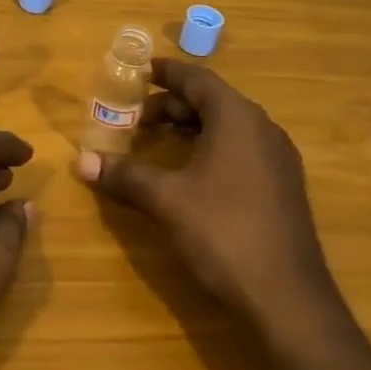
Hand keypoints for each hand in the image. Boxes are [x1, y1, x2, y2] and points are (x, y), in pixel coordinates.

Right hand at [73, 58, 341, 337]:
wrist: (288, 299)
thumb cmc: (224, 233)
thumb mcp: (166, 201)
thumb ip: (125, 175)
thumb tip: (82, 161)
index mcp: (238, 119)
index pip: (198, 79)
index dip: (167, 72)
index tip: (139, 70)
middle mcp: (262, 129)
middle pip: (212, 101)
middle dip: (172, 105)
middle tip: (135, 118)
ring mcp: (277, 160)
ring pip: (228, 127)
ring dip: (191, 128)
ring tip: (156, 142)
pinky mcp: (282, 187)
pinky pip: (241, 150)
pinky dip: (210, 148)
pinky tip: (189, 174)